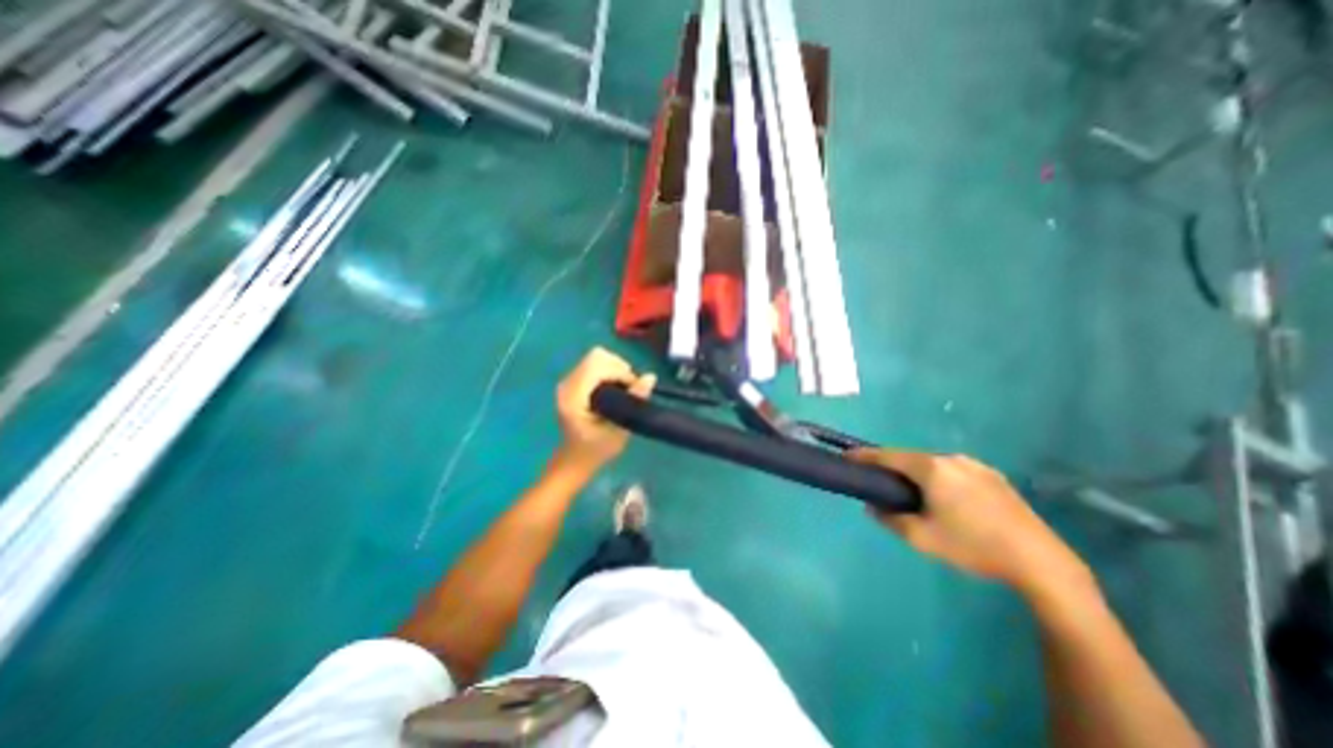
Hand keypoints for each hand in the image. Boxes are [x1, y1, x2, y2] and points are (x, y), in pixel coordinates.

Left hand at [554, 344, 653, 472]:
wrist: (574, 460)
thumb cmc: (596, 450)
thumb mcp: (619, 430)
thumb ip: (633, 401)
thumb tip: (651, 377)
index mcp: (574, 396)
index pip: (597, 365)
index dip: (620, 372)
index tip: (632, 390)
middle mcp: (567, 384)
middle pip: (597, 356)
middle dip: (619, 368)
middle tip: (629, 388)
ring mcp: (568, 381)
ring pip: (596, 357)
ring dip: (615, 369)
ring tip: (623, 389)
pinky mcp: (572, 382)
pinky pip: (594, 364)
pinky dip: (609, 372)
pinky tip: (614, 390)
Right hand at [847, 449, 1085, 596]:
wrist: (1040, 562)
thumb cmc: (972, 546)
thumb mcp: (921, 538)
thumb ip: (890, 519)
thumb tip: (873, 506)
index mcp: (931, 468)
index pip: (887, 455)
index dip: (864, 456)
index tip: (847, 457)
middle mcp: (951, 458)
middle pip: (910, 458)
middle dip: (892, 467)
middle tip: (880, 483)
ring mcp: (976, 465)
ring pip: (933, 464)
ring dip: (917, 473)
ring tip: (914, 494)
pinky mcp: (994, 476)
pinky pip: (954, 471)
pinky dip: (940, 478)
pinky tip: (947, 500)